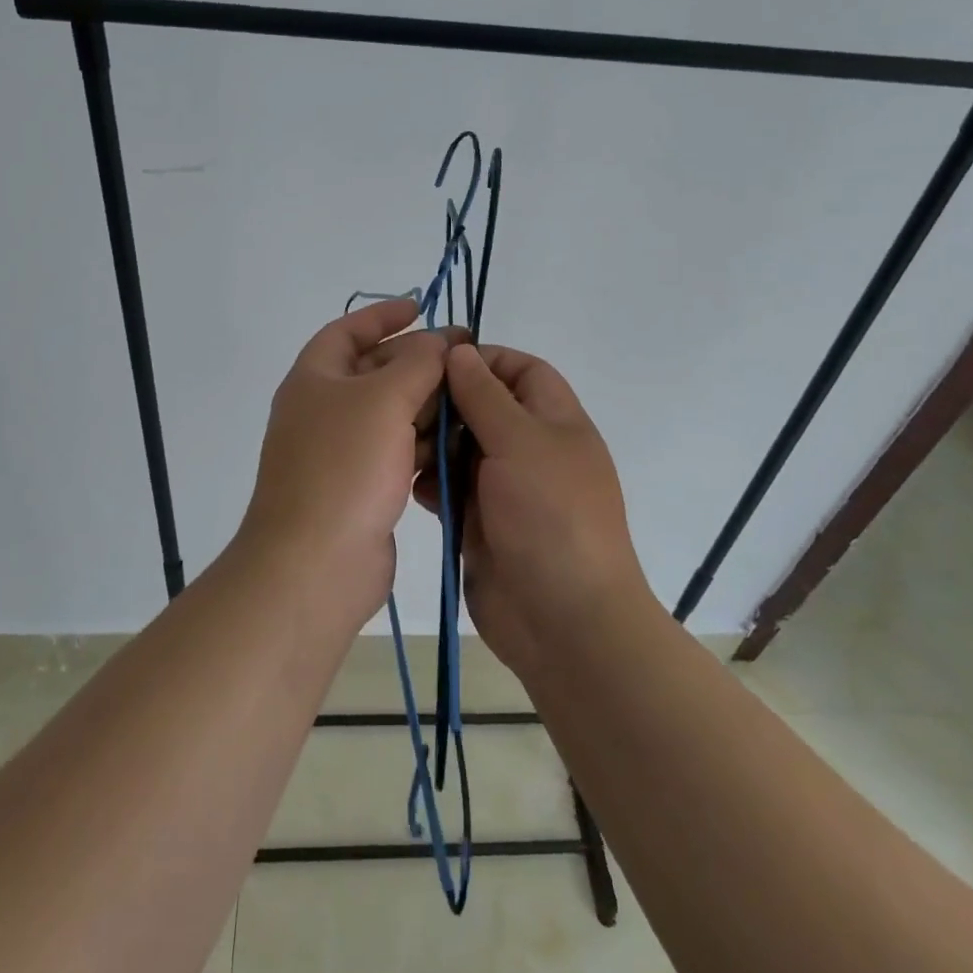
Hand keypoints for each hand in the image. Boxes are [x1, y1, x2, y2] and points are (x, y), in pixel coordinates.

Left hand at [240, 299, 459, 628]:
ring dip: (426, 404)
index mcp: (315, 379)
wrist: (315, 564)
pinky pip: (396, 450)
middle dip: (418, 361)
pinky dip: (422, 443)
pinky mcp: (361, 487)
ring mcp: (341, 451)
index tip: (422, 306)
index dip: (383, 315)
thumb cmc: (345, 467)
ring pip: (390, 413)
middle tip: (466, 357)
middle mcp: (324, 410)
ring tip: (470, 401)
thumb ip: (418, 362)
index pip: (347, 330)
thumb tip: (439, 342)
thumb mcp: (384, 399)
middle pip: (375, 371)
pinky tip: (454, 445)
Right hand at [415, 344, 652, 678]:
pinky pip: (449, 488)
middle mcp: (530, 448)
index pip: (520, 370)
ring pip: (460, 448)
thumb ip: (485, 395)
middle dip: (446, 406)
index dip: (483, 360)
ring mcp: (504, 487)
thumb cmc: (550, 516)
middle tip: (408, 412)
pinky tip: (417, 491)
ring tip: (408, 455)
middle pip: (482, 407)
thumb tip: (460, 351)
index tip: (436, 365)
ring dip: (433, 446)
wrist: (564, 622)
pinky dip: (432, 484)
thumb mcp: (520, 442)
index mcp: (554, 420)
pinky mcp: (480, 521)